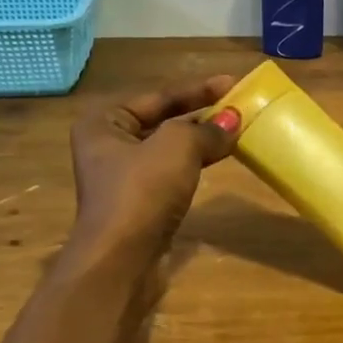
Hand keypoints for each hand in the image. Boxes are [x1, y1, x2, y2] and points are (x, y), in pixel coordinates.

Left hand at [68, 77, 240, 259]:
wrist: (122, 260)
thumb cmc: (141, 192)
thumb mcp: (176, 147)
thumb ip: (206, 129)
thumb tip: (233, 120)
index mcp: (104, 122)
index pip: (158, 96)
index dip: (198, 88)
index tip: (232, 82)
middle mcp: (108, 145)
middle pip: (162, 120)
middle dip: (201, 113)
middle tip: (238, 106)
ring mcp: (123, 177)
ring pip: (169, 148)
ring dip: (201, 140)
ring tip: (236, 130)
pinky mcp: (140, 203)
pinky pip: (172, 172)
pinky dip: (196, 164)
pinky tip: (219, 159)